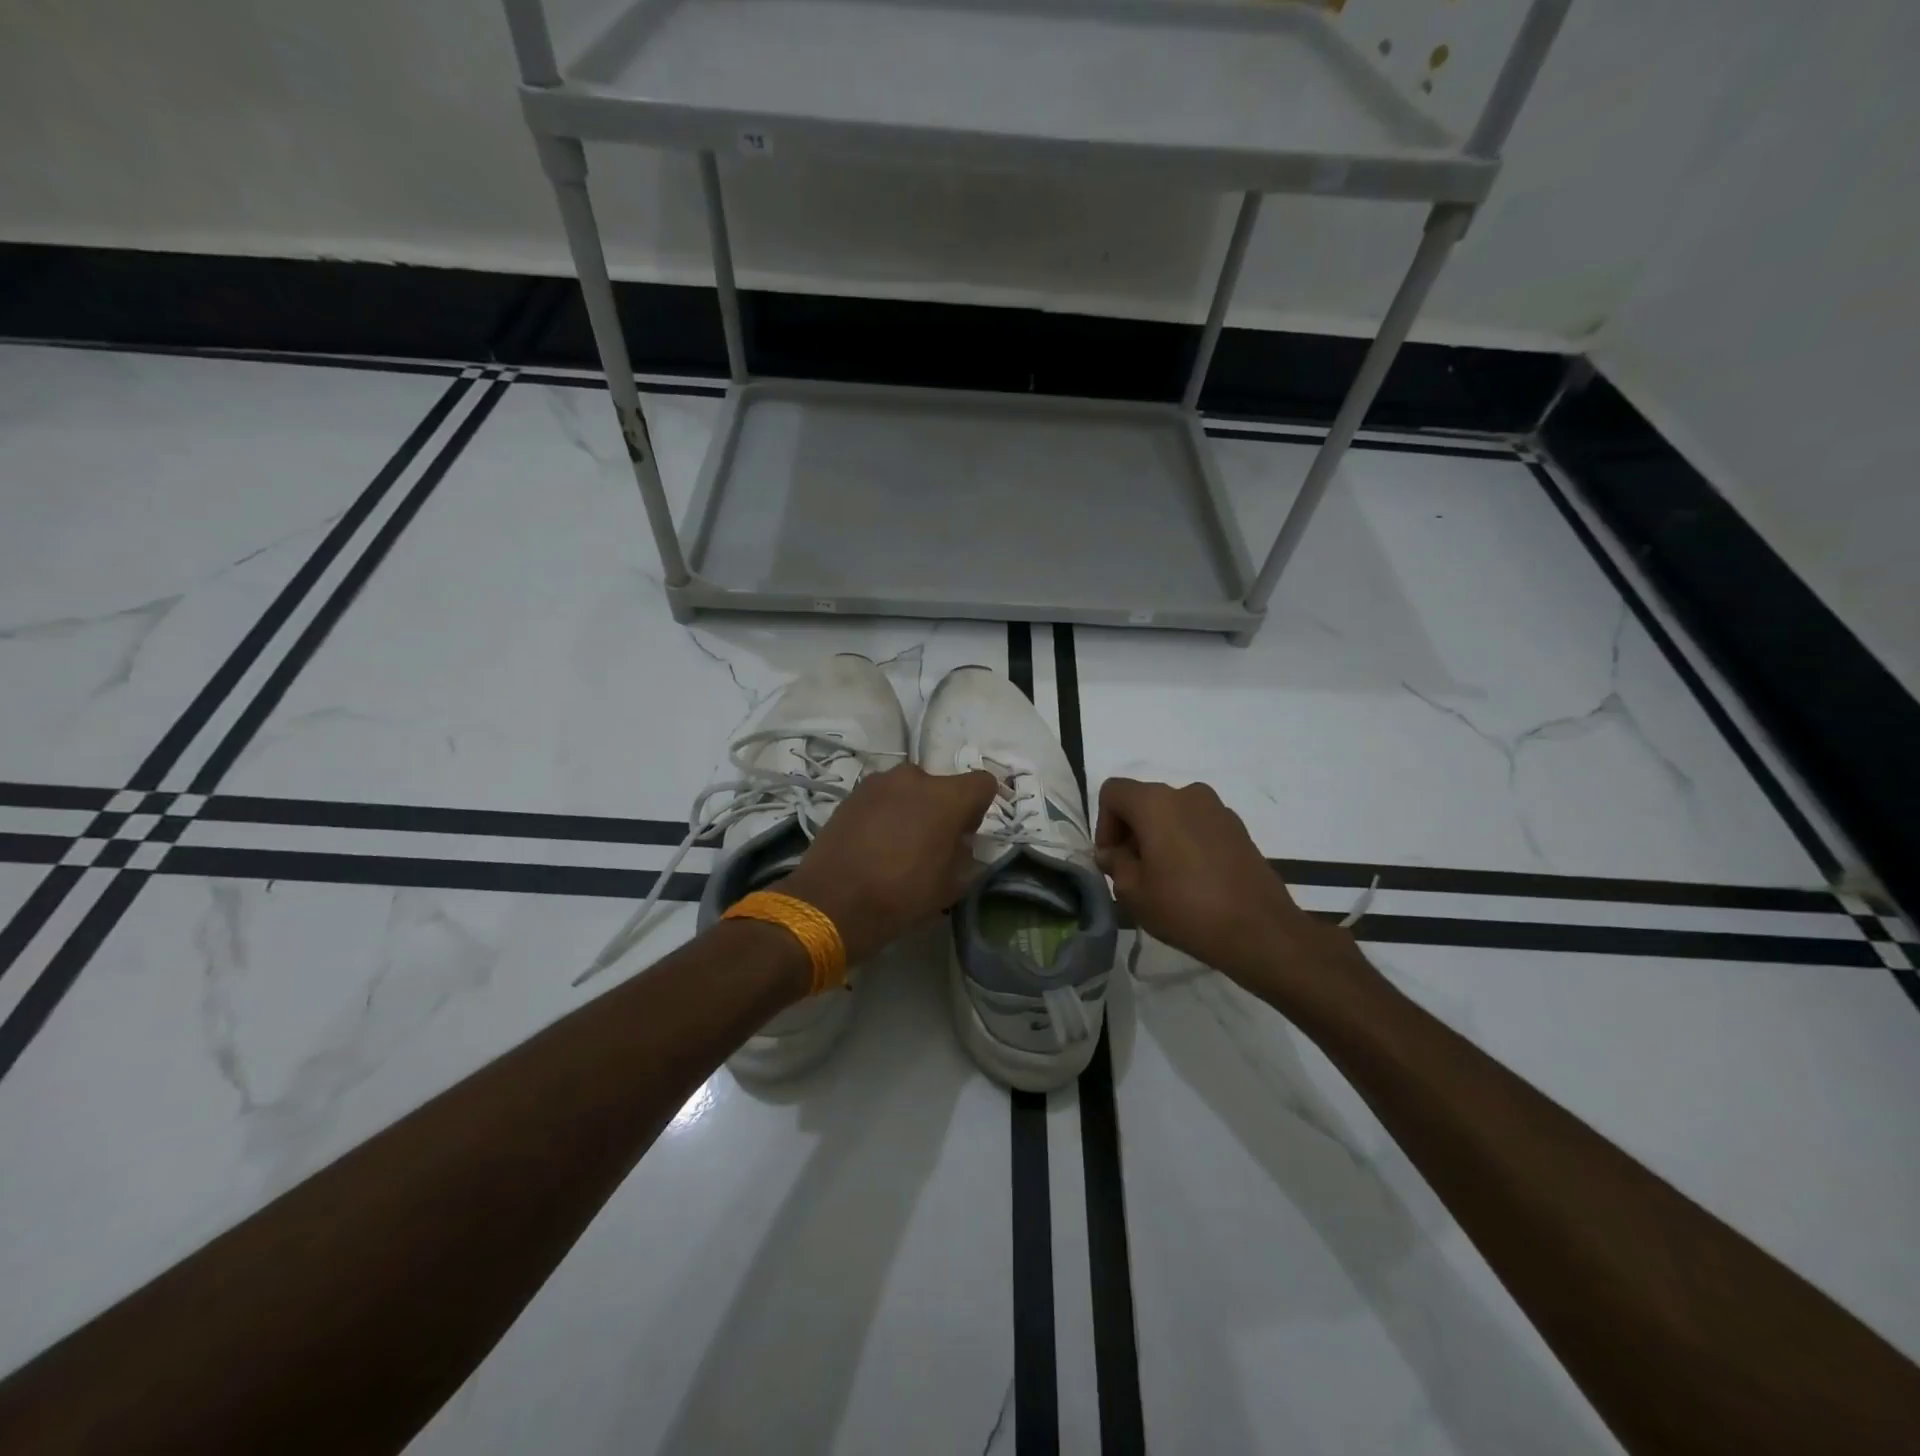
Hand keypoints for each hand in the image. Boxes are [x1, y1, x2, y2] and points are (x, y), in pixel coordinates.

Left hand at [780, 763, 997, 964]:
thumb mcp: (951, 885)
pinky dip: (885, 813)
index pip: (983, 783)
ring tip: (898, 844)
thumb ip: (964, 854)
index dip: (980, 808)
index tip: (966, 834)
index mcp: (947, 796)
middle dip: (942, 808)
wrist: (833, 902)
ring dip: (911, 809)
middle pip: (941, 785)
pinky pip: (882, 798)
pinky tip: (874, 844)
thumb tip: (959, 841)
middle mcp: (914, 778)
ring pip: (909, 790)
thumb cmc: (902, 895)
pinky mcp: (851, 794)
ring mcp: (878, 782)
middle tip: (931, 842)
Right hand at [1094, 777, 1375, 1007]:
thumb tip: (1112, 853)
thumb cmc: (1185, 908)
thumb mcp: (1133, 892)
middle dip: (1131, 831)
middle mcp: (1187, 794)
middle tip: (1133, 872)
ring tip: (1164, 878)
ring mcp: (1218, 809)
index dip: (1104, 823)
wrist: (1260, 931)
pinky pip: (1199, 825)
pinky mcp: (1239, 829)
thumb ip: (1115, 863)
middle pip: (1144, 801)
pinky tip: (1193, 880)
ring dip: (1159, 837)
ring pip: (1173, 813)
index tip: (1112, 859)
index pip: (1113, 792)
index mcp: (1156, 802)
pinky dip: (1186, 842)